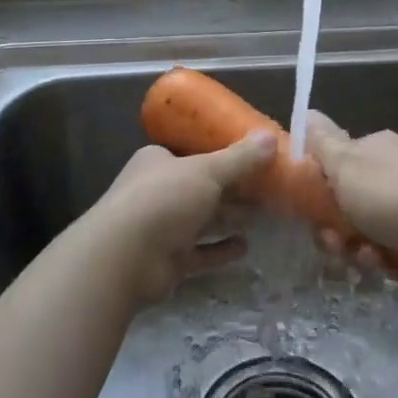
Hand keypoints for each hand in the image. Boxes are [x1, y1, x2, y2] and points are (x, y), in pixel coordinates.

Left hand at [85, 133, 276, 305]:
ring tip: (262, 217)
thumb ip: (240, 158)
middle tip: (269, 190)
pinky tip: (245, 248)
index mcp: (158, 162)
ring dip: (229, 219)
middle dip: (233, 191)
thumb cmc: (164, 199)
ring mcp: (160, 228)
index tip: (255, 159)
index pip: (193, 155)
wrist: (125, 257)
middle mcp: (157, 192)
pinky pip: (200, 253)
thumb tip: (271, 137)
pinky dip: (220, 250)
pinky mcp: (167, 260)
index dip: (223, 156)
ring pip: (202, 221)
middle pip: (201, 189)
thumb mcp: (207, 171)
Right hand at [303, 113, 397, 270]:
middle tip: (336, 246)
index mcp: (375, 149)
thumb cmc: (391, 194)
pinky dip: (387, 261)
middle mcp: (395, 172)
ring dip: (360, 251)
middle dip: (338, 231)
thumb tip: (307, 111)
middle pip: (350, 205)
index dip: (319, 192)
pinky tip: (390, 266)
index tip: (312, 213)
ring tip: (369, 260)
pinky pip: (394, 251)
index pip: (336, 167)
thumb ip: (322, 141)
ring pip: (370, 232)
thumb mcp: (345, 163)